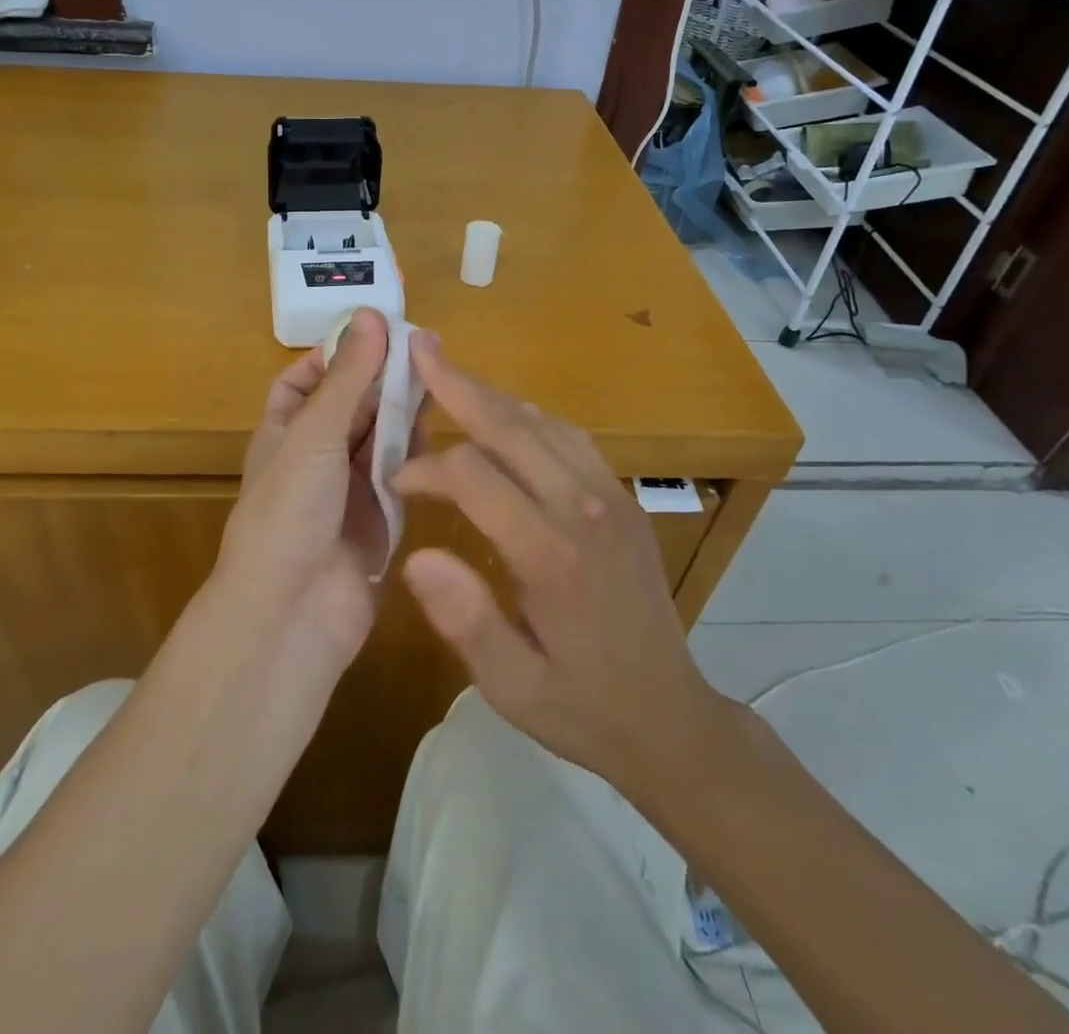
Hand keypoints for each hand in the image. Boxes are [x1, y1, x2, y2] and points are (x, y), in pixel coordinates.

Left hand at [217, 309, 413, 675]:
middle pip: (353, 405)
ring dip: (405, 412)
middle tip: (433, 349)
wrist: (291, 613)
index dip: (336, 355)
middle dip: (385, 378)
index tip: (379, 333)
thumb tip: (370, 315)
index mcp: (285, 431)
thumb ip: (347, 376)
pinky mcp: (381, 520)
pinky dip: (418, 455)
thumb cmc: (289, 509)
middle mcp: (315, 457)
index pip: (305, 381)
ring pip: (381, 438)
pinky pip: (402, 476)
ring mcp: (349, 490)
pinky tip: (443, 434)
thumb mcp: (315, 432)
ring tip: (445, 382)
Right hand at [392, 335, 721, 796]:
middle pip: (512, 427)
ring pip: (542, 424)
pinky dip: (527, 416)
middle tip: (416, 350)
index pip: (474, 476)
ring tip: (448, 372)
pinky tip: (504, 415)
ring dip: (491, 396)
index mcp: (552, 555)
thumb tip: (415, 556)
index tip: (397, 482)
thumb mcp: (513, 688)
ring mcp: (611, 497)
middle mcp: (586, 509)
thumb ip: (466, 620)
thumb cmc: (583, 706)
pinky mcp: (623, 499)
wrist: (671, 718)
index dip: (426, 468)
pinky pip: (570, 437)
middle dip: (457, 386)